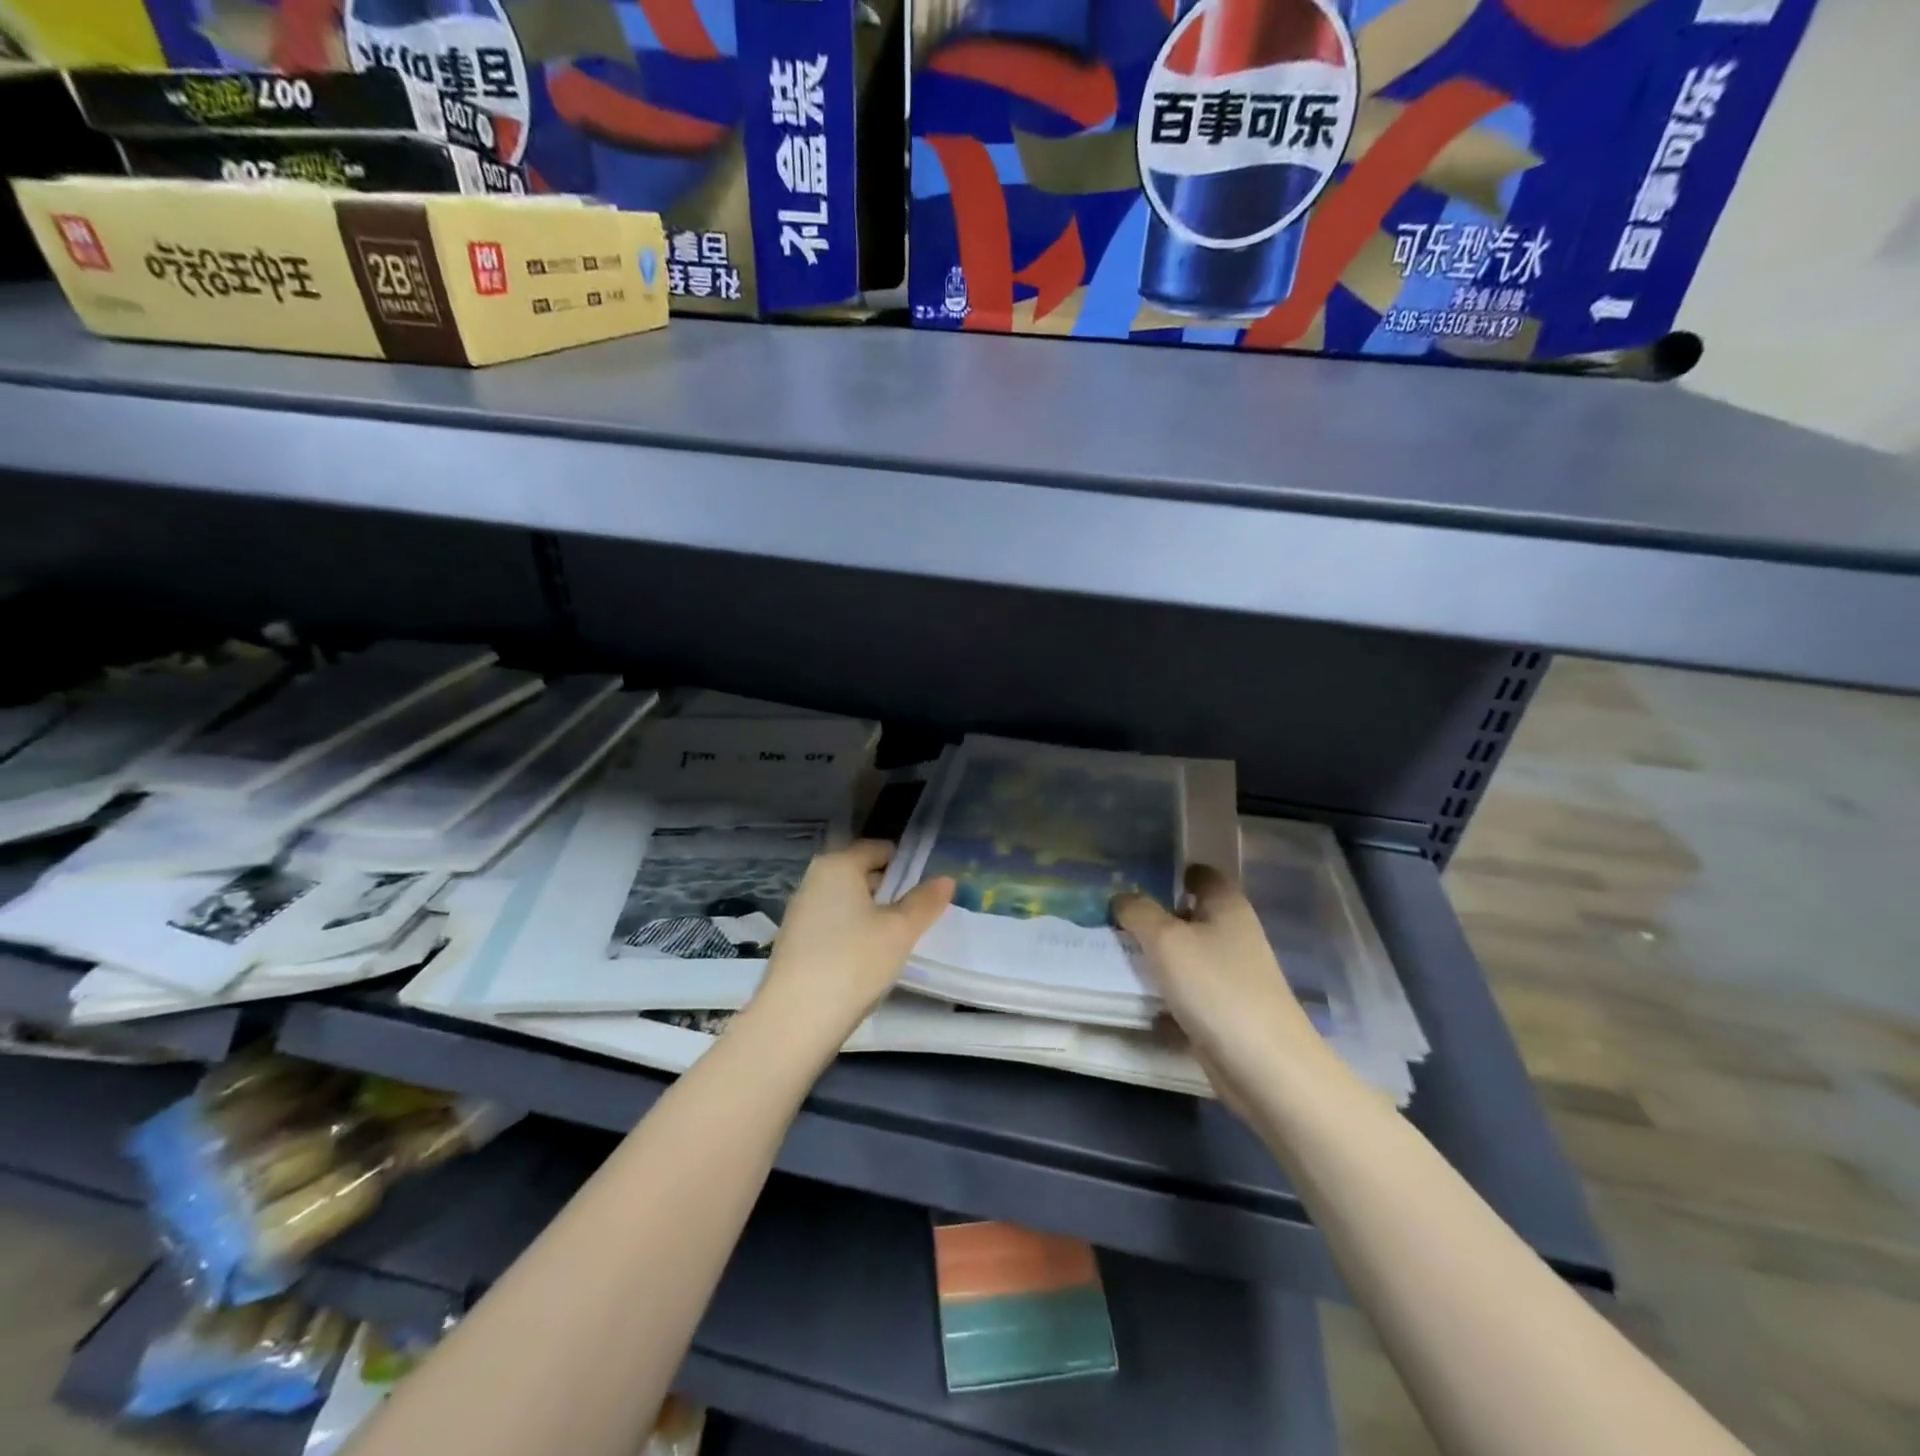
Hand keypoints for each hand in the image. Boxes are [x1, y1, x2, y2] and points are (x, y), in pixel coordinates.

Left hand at [752, 840, 953, 1044]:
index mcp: (838, 864)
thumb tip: (946, 879)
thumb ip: (925, 902)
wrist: (795, 1018)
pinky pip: (832, 924)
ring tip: (897, 939)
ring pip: (846, 901)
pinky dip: (852, 933)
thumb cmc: (854, 961)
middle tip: (918, 915)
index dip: (906, 864)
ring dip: (871, 914)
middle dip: (890, 890)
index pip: (878, 849)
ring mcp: (800, 911)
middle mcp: (814, 880)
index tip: (928, 888)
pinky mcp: (794, 942)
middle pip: (861, 873)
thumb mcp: (900, 931)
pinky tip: (867, 959)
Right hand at [1113, 866, 1320, 1083]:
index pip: (1199, 874)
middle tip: (1109, 915)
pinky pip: (1186, 992)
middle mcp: (1233, 934)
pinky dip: (1163, 993)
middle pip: (1188, 914)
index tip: (1131, 877)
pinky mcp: (1224, 1011)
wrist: (1263, 1066)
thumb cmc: (1215, 987)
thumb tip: (1121, 898)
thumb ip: (1139, 912)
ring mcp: (1231, 975)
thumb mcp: (1166, 940)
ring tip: (1112, 952)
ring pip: (1185, 955)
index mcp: (1227, 906)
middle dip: (1152, 915)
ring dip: (1155, 956)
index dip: (1169, 871)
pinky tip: (1135, 997)